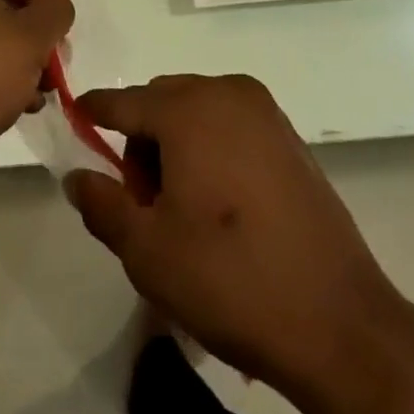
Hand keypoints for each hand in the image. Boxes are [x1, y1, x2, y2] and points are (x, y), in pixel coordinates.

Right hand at [65, 75, 413, 413]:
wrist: (339, 320)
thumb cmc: (229, 279)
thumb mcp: (148, 251)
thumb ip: (102, 204)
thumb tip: (76, 175)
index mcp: (188, 108)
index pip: (124, 100)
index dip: (94, 110)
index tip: (75, 115)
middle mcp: (226, 92)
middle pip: (162, 101)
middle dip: (142, 138)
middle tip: (142, 200)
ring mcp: (264, 111)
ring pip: (198, 110)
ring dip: (177, 142)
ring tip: (181, 207)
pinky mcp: (289, 136)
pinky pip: (231, 124)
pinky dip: (211, 147)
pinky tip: (218, 203)